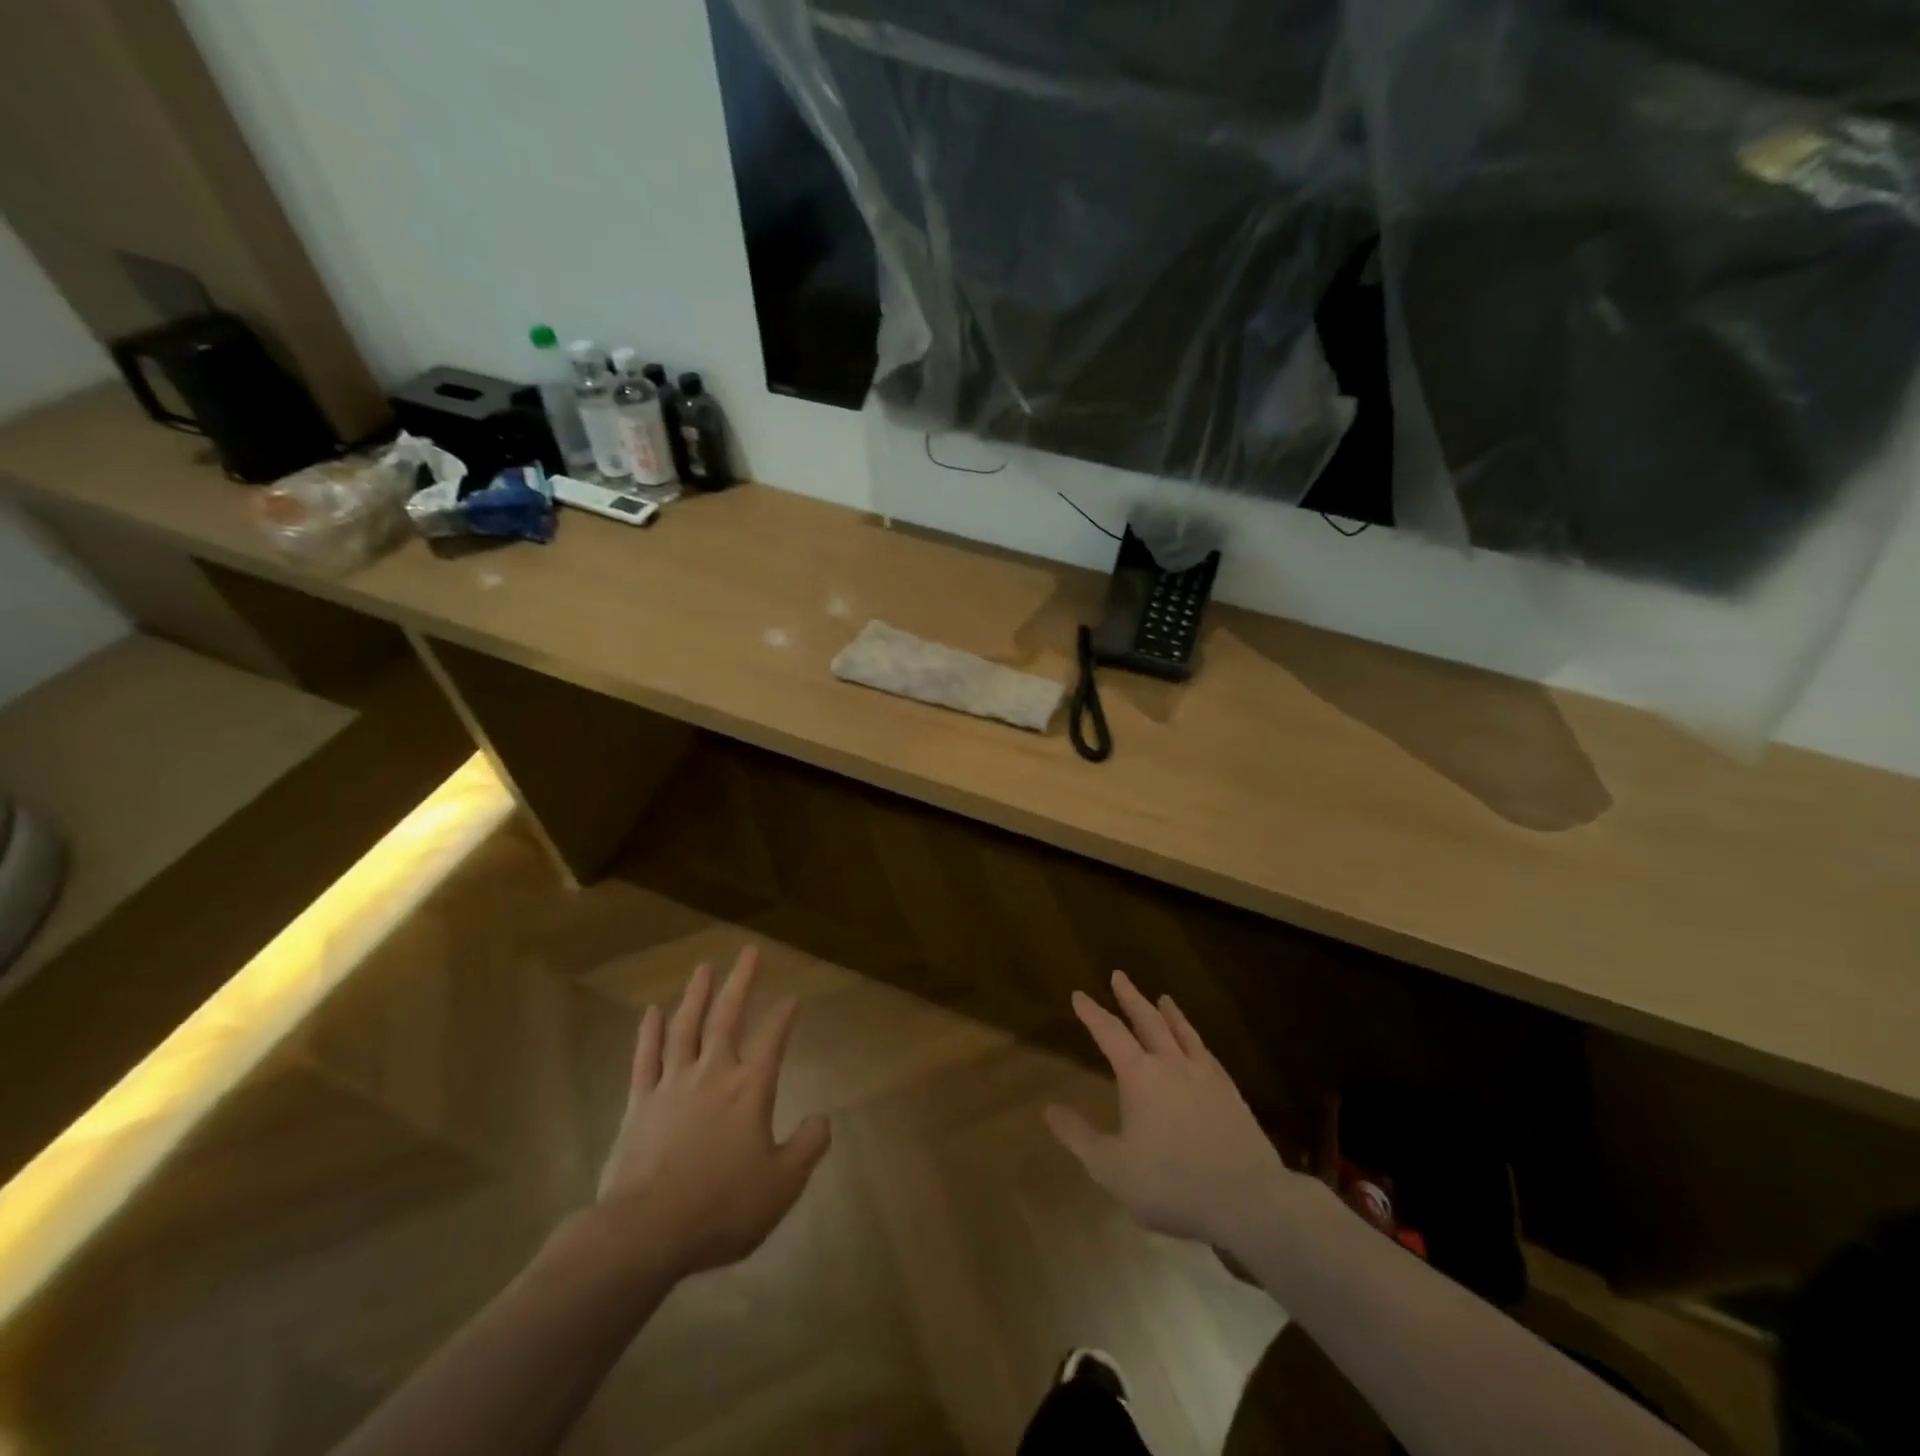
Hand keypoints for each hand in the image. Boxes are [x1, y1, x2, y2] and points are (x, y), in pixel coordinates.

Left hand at [591, 946, 830, 1279]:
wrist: (646, 1231)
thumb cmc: (721, 1207)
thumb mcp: (782, 1185)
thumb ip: (807, 1147)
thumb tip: (823, 1119)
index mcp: (750, 1088)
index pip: (773, 1039)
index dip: (784, 1016)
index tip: (792, 997)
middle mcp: (713, 1073)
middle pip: (728, 1017)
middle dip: (741, 982)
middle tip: (749, 951)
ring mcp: (672, 1084)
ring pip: (685, 1027)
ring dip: (696, 995)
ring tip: (704, 968)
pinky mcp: (639, 1103)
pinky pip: (645, 1058)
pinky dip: (648, 1032)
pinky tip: (651, 1011)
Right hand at [1047, 972, 1302, 1249]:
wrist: (1247, 1198)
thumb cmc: (1172, 1183)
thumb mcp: (1112, 1168)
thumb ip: (1079, 1137)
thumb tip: (1049, 1109)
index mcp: (1140, 1076)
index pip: (1110, 1033)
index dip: (1092, 1013)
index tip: (1079, 994)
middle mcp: (1171, 1063)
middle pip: (1148, 1021)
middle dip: (1130, 998)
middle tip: (1119, 975)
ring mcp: (1205, 1075)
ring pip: (1182, 1032)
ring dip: (1168, 1013)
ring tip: (1162, 997)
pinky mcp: (1230, 1092)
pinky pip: (1207, 1053)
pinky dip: (1196, 1040)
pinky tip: (1198, 1044)